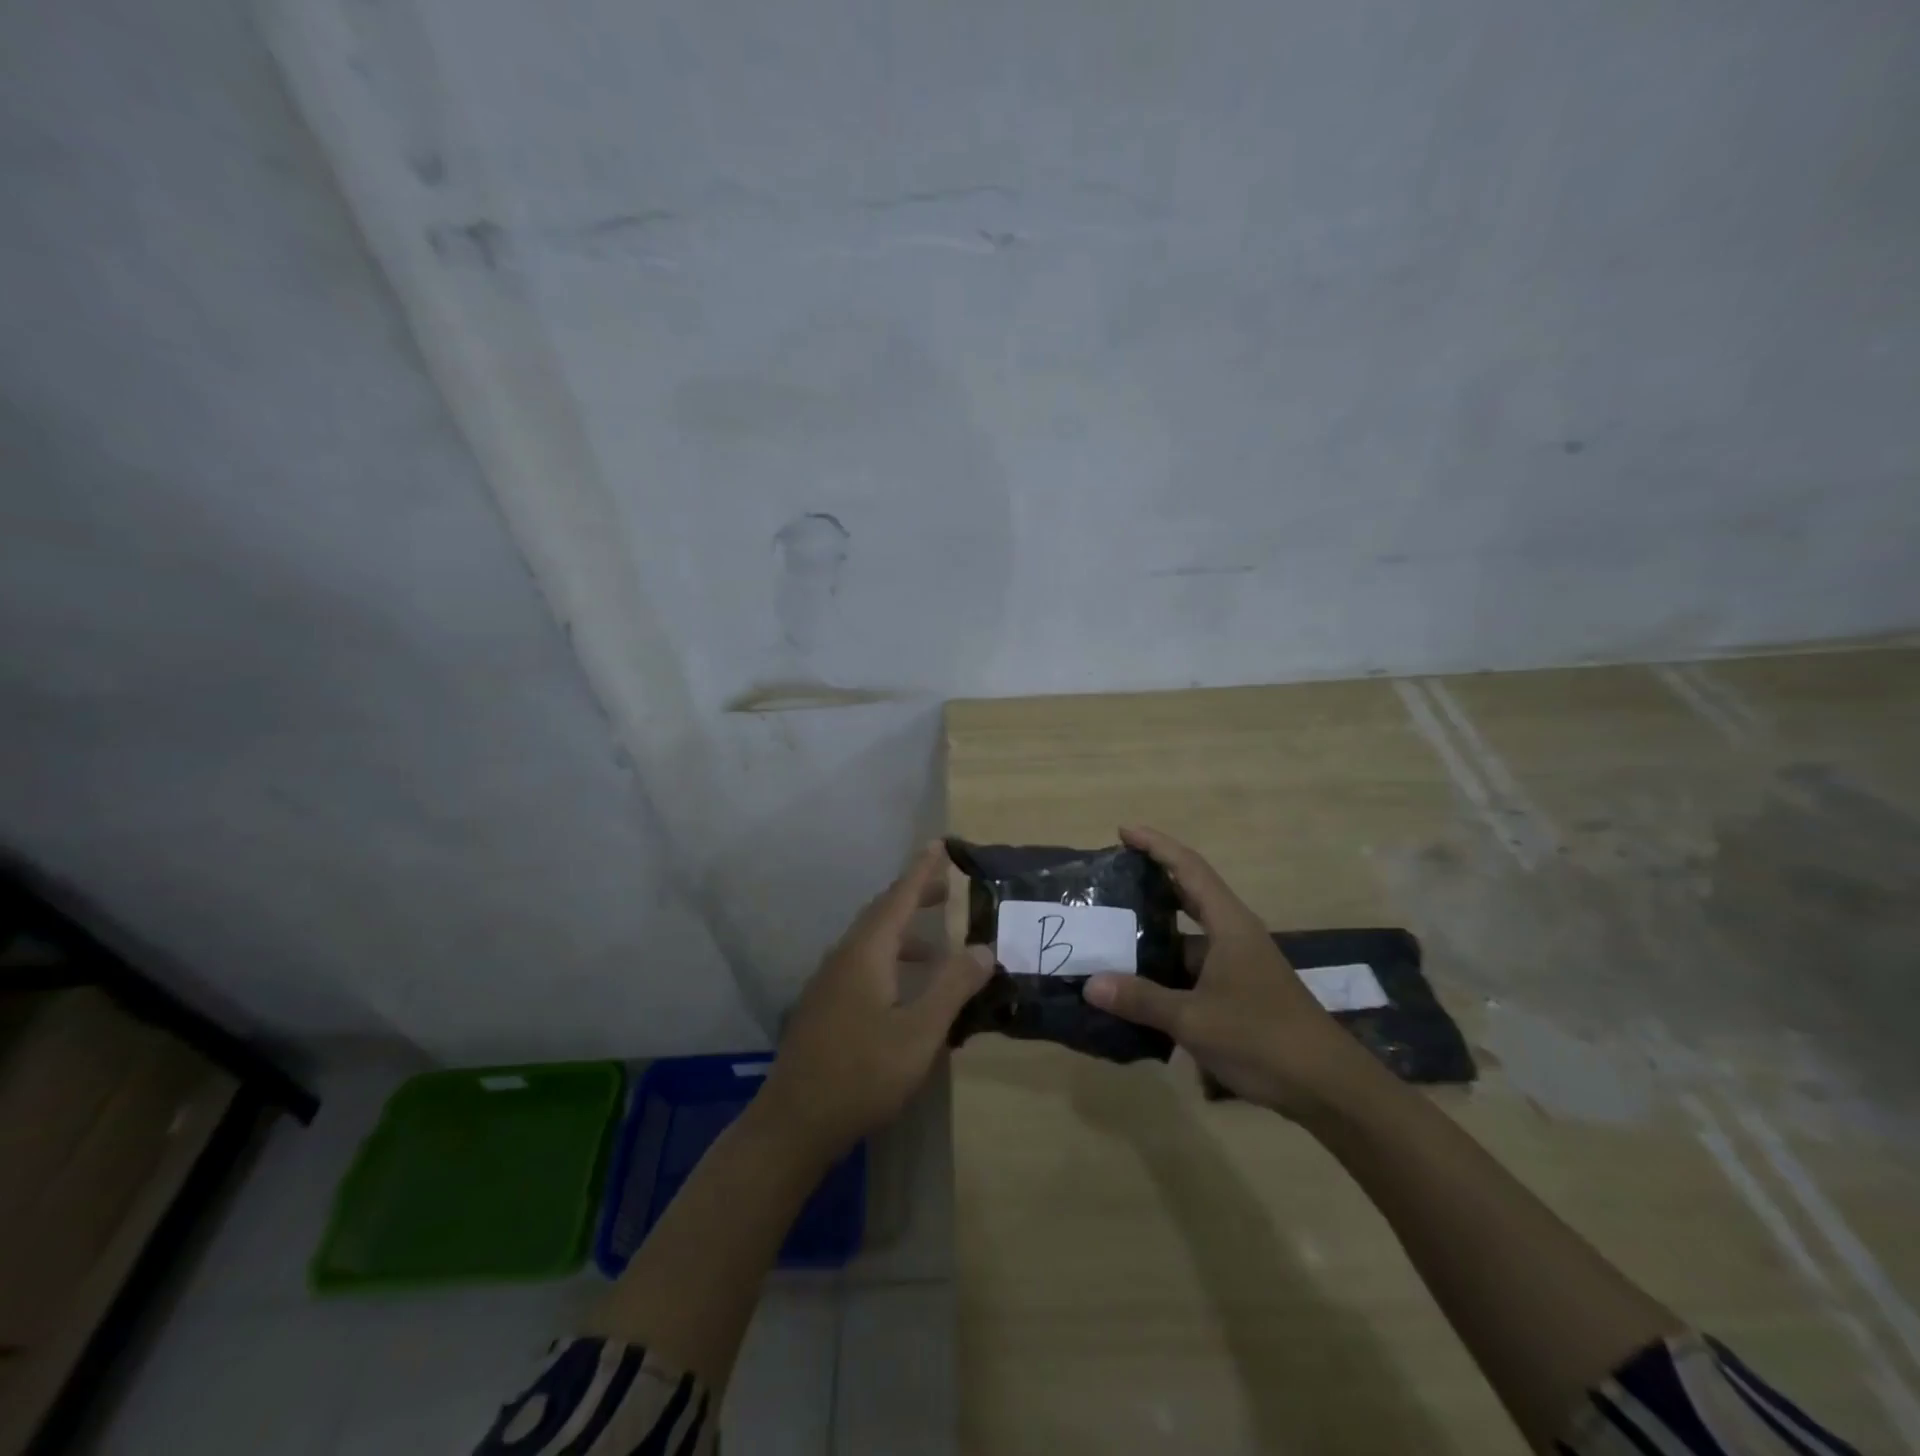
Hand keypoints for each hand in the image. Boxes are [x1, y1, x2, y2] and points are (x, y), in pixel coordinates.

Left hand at [762, 842, 993, 1158]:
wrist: (794, 1122)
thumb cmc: (862, 1074)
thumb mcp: (919, 1033)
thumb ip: (952, 987)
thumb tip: (982, 948)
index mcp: (866, 953)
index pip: (899, 898)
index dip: (922, 871)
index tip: (940, 845)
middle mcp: (844, 957)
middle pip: (882, 914)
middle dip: (914, 897)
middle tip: (946, 888)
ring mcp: (829, 982)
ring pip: (871, 941)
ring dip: (905, 934)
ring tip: (937, 946)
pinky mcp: (824, 1006)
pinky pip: (862, 964)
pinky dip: (891, 960)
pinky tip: (906, 990)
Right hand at [1083, 826, 1375, 1119]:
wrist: (1328, 1088)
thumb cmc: (1262, 1038)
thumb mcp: (1194, 1019)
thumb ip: (1141, 999)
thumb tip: (1090, 984)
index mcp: (1229, 925)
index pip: (1189, 868)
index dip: (1156, 846)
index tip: (1123, 831)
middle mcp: (1235, 936)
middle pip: (1190, 894)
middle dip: (1152, 882)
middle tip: (1112, 879)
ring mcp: (1239, 965)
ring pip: (1189, 937)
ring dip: (1156, 934)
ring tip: (1112, 934)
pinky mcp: (1240, 992)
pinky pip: (1194, 968)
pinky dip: (1166, 969)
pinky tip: (1138, 986)